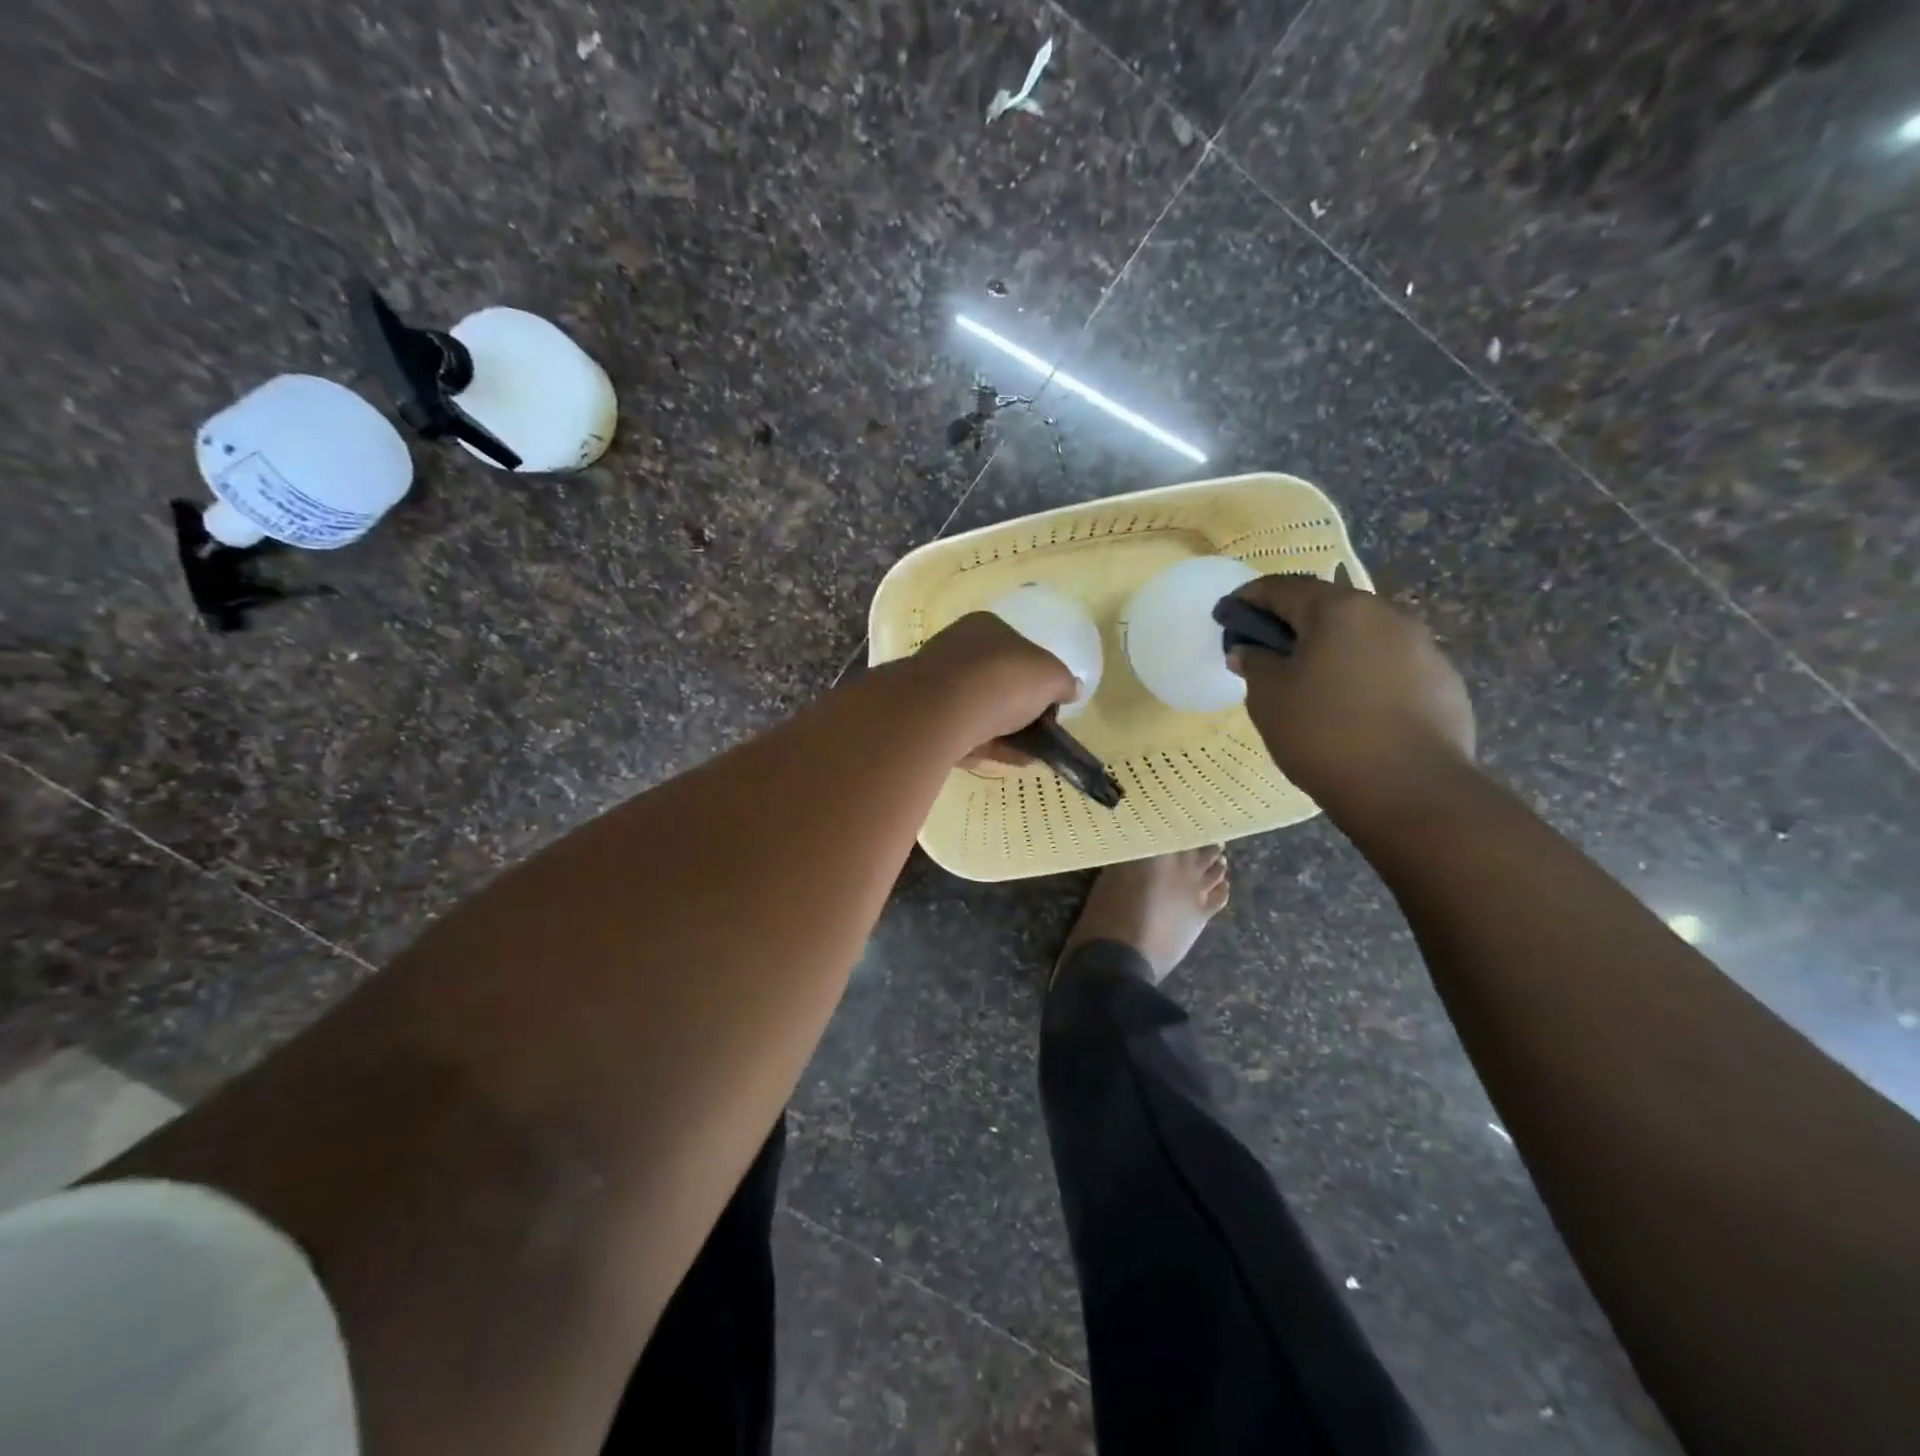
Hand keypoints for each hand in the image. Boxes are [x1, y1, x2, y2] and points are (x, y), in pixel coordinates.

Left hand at [908, 612, 1077, 761]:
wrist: (941, 712)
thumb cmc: (1001, 679)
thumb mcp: (1051, 676)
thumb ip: (1064, 682)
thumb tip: (1071, 688)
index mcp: (986, 627)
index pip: (1018, 648)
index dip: (1038, 676)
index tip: (1051, 703)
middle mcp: (957, 649)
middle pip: (998, 682)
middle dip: (1020, 709)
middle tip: (1041, 731)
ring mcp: (937, 684)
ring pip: (980, 711)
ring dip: (1007, 733)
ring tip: (1030, 754)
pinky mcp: (925, 719)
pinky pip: (964, 734)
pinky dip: (987, 746)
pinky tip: (1007, 760)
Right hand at [1225, 567, 1474, 820]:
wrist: (1411, 790)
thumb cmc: (1324, 734)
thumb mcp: (1269, 698)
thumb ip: (1255, 664)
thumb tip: (1249, 650)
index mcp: (1339, 610)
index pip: (1282, 587)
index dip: (1248, 598)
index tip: (1226, 615)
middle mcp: (1386, 615)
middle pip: (1328, 608)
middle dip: (1293, 625)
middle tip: (1267, 653)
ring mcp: (1423, 647)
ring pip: (1363, 638)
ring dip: (1332, 651)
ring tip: (1311, 686)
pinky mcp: (1444, 682)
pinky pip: (1391, 668)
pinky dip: (1364, 677)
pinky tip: (1353, 711)